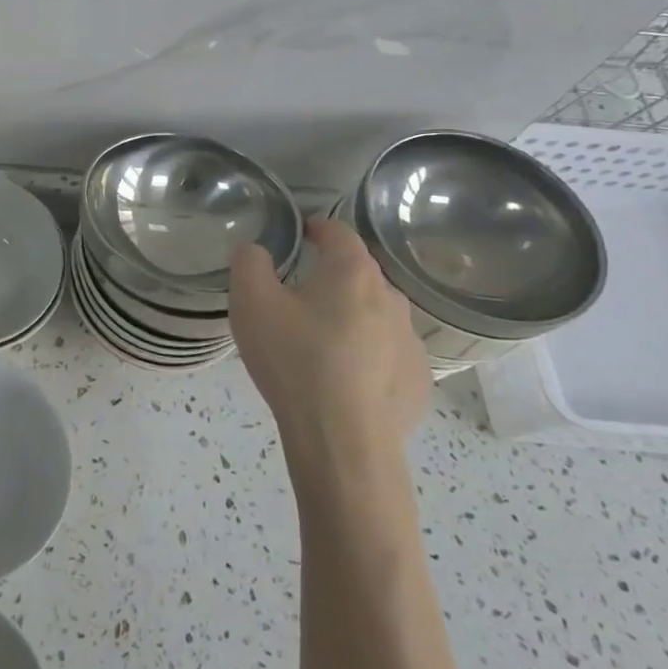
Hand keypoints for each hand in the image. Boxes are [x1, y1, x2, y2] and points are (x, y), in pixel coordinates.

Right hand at [229, 216, 429, 473]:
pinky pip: (387, 355)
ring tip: (319, 343)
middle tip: (296, 299)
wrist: (342, 441)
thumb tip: (258, 252)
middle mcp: (390, 297)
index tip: (299, 236)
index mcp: (352, 272)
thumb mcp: (251, 303)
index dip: (317, 228)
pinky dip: (367, 356)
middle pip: (358, 275)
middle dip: (330, 278)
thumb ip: (249, 263)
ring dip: (350, 318)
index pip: (338, 232)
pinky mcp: (417, 380)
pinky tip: (343, 380)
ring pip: (375, 315)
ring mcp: (410, 341)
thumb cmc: (295, 360)